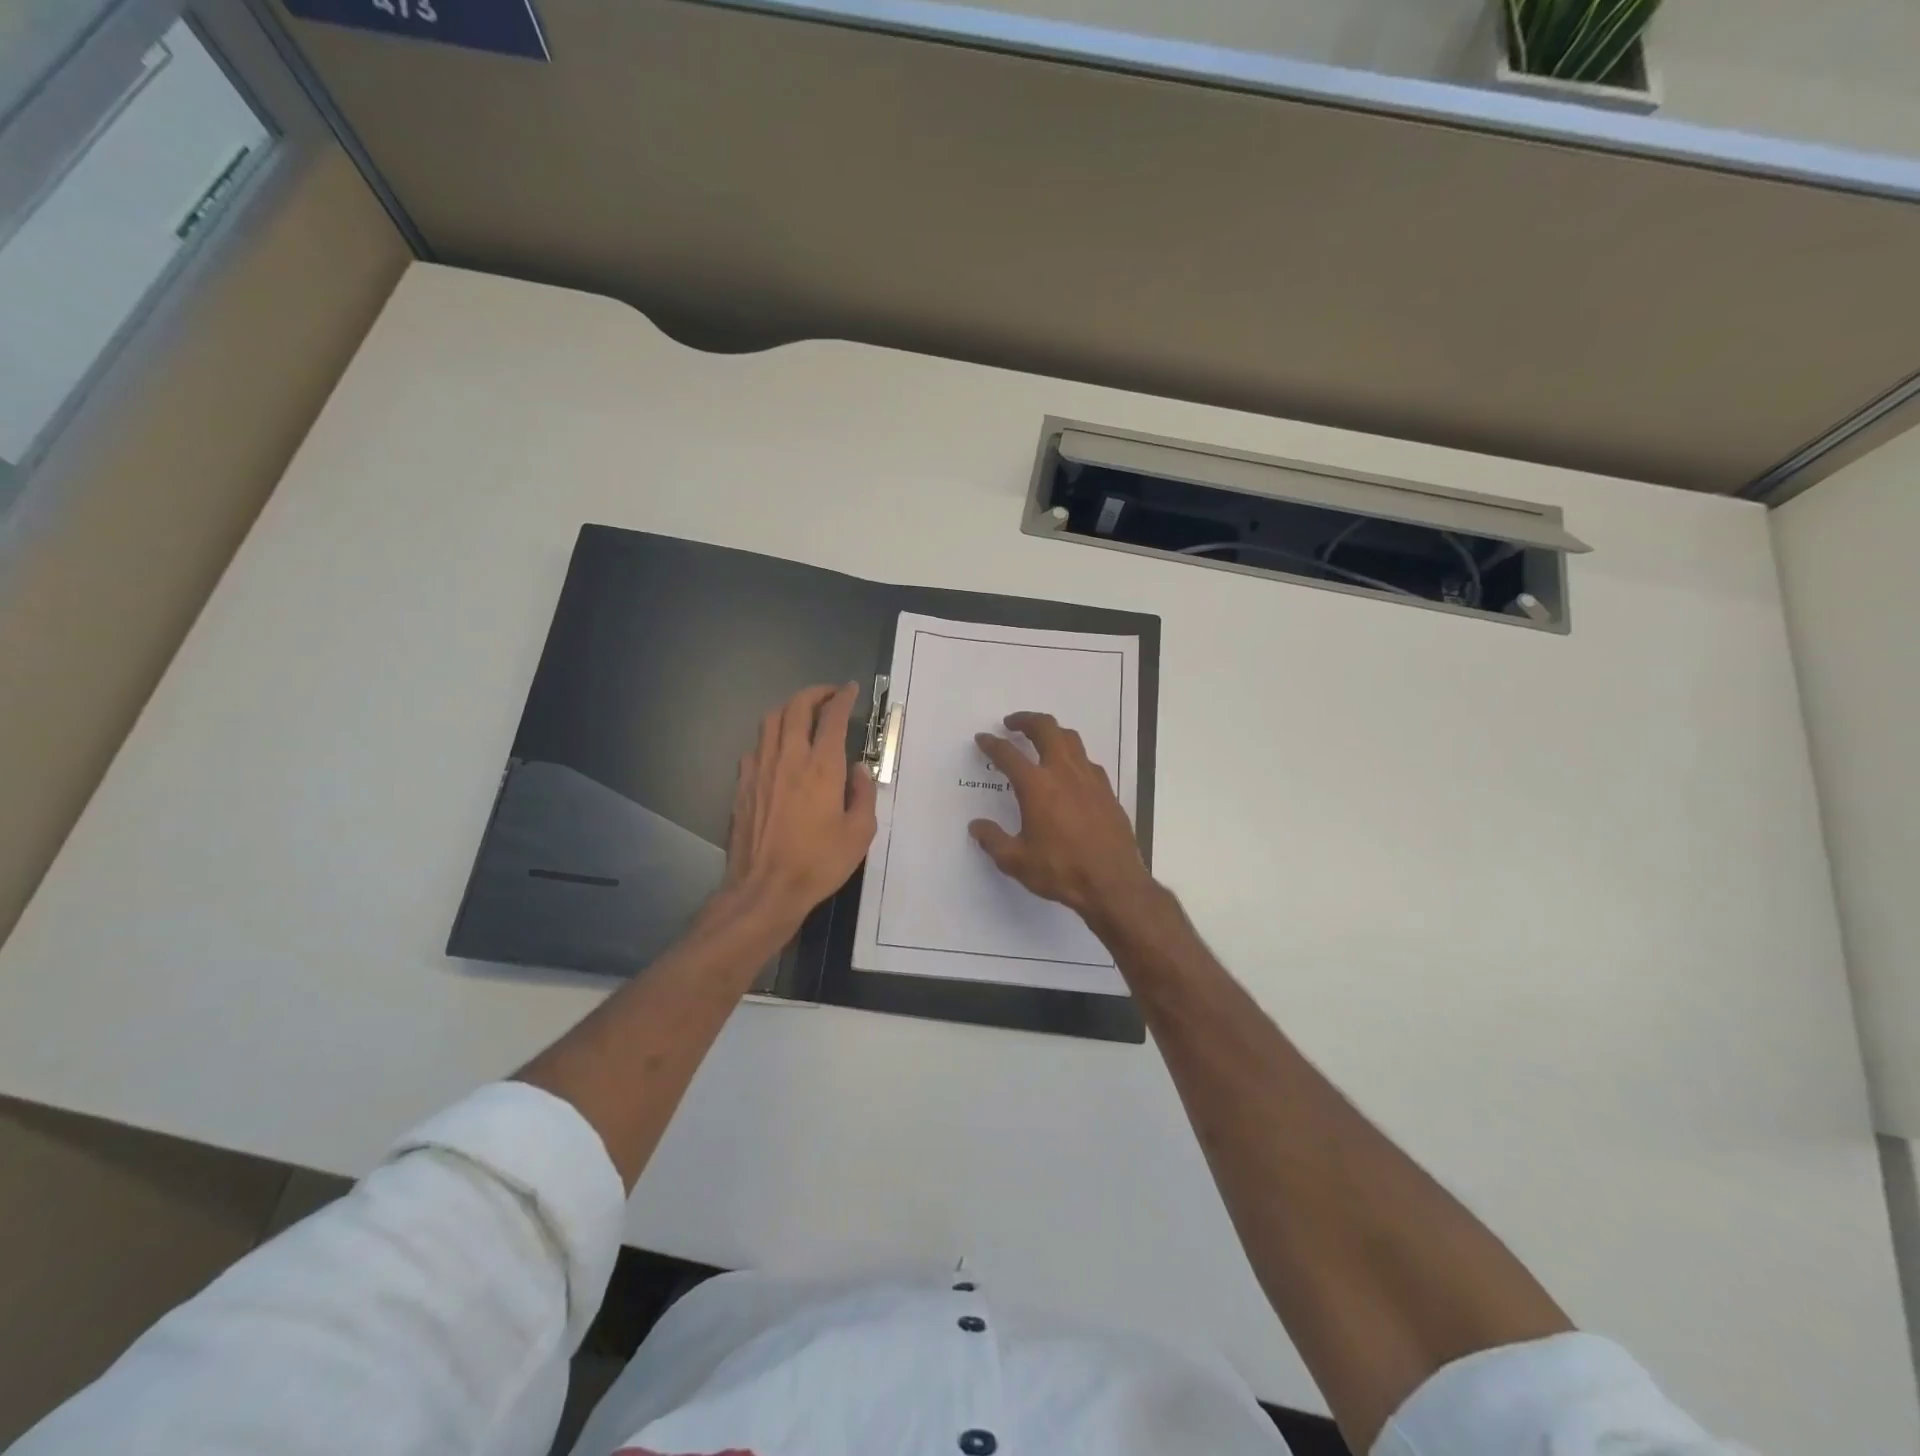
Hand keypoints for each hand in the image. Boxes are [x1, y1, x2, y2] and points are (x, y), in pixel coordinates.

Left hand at [720, 682, 877, 931]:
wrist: (765, 888)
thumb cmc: (819, 863)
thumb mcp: (859, 833)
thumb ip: (863, 794)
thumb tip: (858, 769)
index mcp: (822, 767)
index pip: (832, 717)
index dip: (843, 698)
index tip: (850, 690)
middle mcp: (790, 758)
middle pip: (797, 707)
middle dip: (814, 693)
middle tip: (828, 695)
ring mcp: (761, 769)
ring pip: (771, 721)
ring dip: (789, 709)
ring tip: (803, 713)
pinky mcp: (743, 784)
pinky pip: (756, 747)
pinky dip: (771, 738)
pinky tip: (778, 750)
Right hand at [970, 711, 1153, 926]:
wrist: (1113, 883)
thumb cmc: (1061, 870)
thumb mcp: (1016, 861)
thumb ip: (993, 840)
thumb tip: (977, 826)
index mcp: (1036, 786)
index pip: (1008, 754)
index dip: (992, 744)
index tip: (983, 738)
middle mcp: (1063, 772)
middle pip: (1045, 729)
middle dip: (1026, 720)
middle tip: (1012, 723)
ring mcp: (1090, 778)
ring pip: (1071, 739)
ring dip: (1052, 732)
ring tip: (1041, 738)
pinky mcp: (1107, 790)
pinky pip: (1088, 761)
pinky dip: (1073, 756)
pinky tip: (1069, 771)